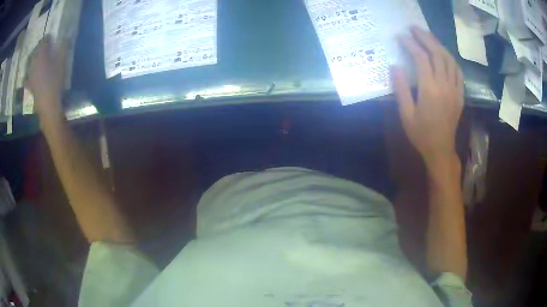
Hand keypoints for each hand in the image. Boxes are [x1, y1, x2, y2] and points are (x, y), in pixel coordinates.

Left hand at [25, 35, 66, 122]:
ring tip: (37, 59)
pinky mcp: (29, 85)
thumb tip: (64, 38)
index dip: (46, 38)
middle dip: (39, 48)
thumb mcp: (62, 63)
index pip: (43, 41)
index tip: (50, 38)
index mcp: (42, 55)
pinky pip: (26, 77)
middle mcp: (34, 63)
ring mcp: (30, 74)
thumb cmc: (55, 82)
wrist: (48, 104)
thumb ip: (63, 48)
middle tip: (43, 48)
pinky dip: (27, 75)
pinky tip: (30, 75)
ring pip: (30, 62)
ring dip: (33, 59)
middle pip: (35, 51)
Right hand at [391, 27, 462, 167]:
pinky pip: (458, 72)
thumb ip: (401, 89)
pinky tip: (444, 54)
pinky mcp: (459, 94)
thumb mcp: (406, 114)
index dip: (410, 44)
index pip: (421, 58)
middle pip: (437, 53)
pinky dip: (450, 59)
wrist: (441, 150)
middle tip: (414, 28)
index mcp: (430, 90)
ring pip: (449, 59)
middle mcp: (444, 86)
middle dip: (425, 38)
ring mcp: (454, 89)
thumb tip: (395, 66)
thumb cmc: (421, 134)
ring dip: (438, 44)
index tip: (401, 37)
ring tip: (428, 36)